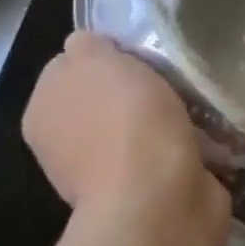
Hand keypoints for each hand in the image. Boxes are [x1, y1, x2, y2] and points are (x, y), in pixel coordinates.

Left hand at [23, 33, 227, 225]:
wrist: (158, 199)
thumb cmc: (122, 119)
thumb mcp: (94, 58)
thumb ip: (85, 46)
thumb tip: (86, 48)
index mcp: (43, 111)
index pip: (68, 64)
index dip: (101, 52)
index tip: (133, 49)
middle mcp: (66, 144)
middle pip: (105, 94)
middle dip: (135, 84)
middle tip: (167, 72)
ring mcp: (105, 173)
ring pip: (138, 123)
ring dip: (163, 114)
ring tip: (192, 100)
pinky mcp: (147, 192)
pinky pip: (166, 150)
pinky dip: (183, 141)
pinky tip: (201, 131)